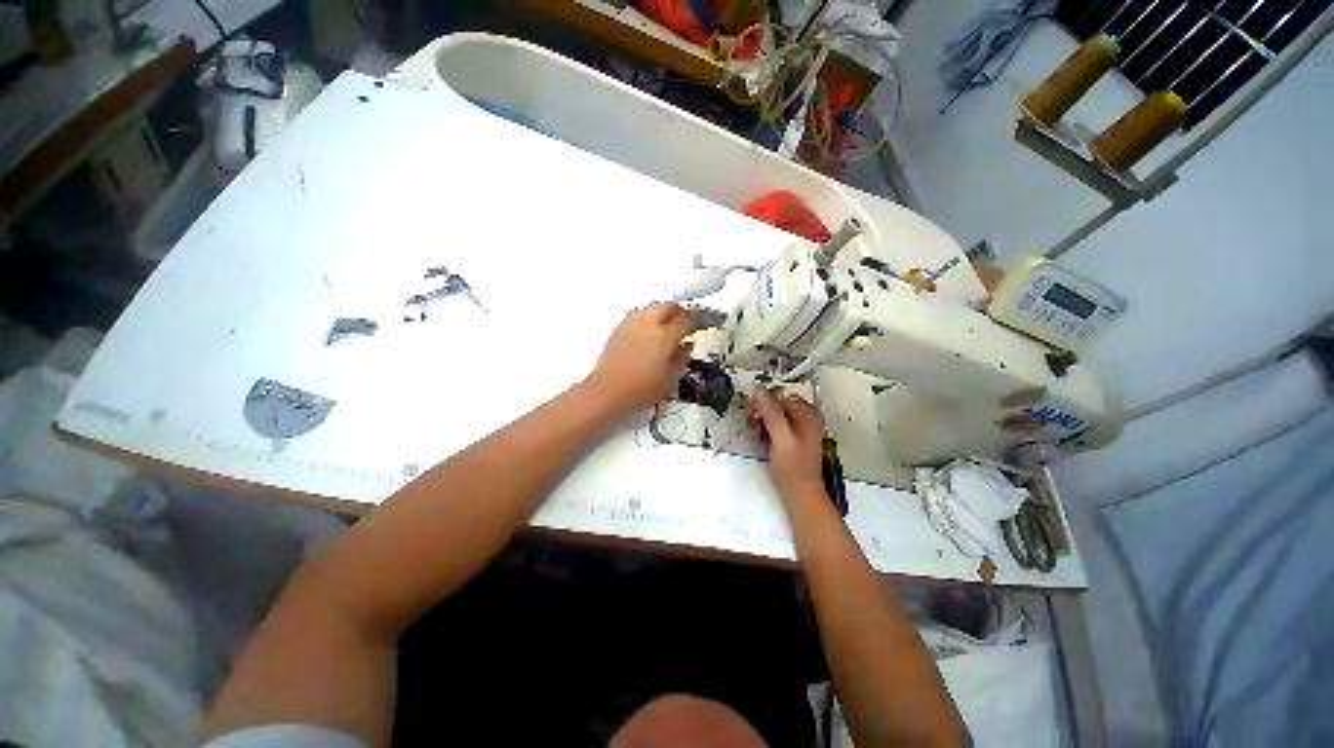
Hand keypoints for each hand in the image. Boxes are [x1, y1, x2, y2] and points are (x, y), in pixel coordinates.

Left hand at [586, 303, 695, 410]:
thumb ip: (682, 359)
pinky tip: (647, 330)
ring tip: (666, 323)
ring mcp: (631, 324)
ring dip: (662, 311)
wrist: (608, 391)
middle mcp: (648, 324)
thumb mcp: (670, 379)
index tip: (700, 325)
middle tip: (685, 321)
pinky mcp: (618, 329)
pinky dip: (646, 317)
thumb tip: (687, 346)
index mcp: (665, 336)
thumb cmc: (642, 389)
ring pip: (651, 307)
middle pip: (667, 306)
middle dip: (679, 311)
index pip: (686, 320)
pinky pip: (636, 314)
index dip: (697, 320)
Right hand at [747, 390, 825, 499]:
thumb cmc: (792, 468)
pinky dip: (767, 429)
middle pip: (780, 405)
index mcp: (808, 415)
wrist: (801, 496)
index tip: (747, 410)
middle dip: (762, 410)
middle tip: (748, 420)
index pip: (781, 397)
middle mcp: (807, 419)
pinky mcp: (794, 442)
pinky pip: (778, 427)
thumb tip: (758, 390)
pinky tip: (759, 438)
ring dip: (763, 419)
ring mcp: (801, 431)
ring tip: (752, 429)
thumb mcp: (781, 439)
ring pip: (777, 416)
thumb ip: (772, 414)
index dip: (763, 401)